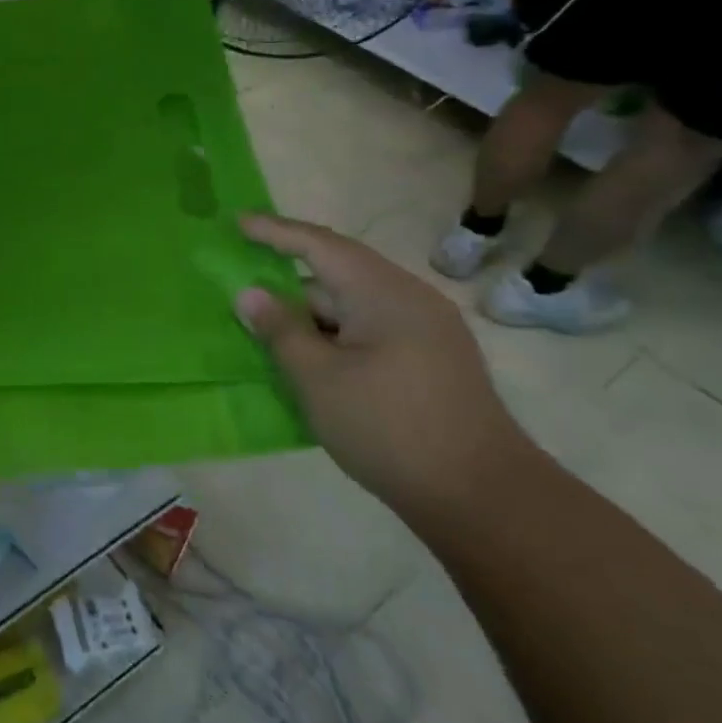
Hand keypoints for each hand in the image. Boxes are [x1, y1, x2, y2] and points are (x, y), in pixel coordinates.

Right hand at [232, 215, 534, 524]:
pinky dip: (334, 336)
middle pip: (338, 274)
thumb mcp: (318, 378)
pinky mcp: (432, 362)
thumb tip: (250, 294)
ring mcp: (427, 332)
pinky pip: (370, 331)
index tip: (237, 223)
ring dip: (311, 315)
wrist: (484, 499)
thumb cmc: (389, 427)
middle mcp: (410, 300)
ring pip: (354, 307)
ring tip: (268, 333)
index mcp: (384, 293)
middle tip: (244, 290)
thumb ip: (280, 330)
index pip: (320, 245)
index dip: (275, 231)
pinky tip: (311, 361)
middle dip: (289, 282)